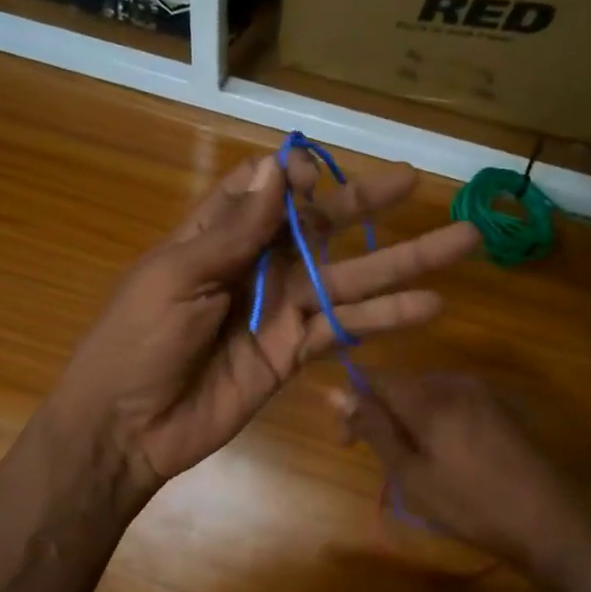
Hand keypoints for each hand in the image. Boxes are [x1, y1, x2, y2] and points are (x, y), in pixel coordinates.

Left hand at [48, 150, 480, 494]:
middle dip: (368, 204)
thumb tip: (280, 166)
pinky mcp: (295, 353)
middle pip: (322, 227)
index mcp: (219, 236)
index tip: (321, 177)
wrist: (127, 426)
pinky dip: (386, 319)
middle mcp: (257, 265)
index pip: (268, 189)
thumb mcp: (178, 276)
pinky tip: (430, 307)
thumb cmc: (138, 341)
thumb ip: (234, 228)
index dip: (298, 177)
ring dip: (402, 263)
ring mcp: (281, 310)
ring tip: (463, 243)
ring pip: (350, 278)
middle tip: (417, 181)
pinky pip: (346, 329)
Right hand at [332, 371, 590, 591]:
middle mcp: (455, 382)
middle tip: (382, 461)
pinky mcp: (502, 407)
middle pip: (403, 386)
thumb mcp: (412, 474)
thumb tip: (334, 393)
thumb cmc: (471, 504)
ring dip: (411, 421)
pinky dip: (438, 424)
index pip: (374, 379)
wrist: (551, 521)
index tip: (348, 442)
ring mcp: (484, 392)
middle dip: (383, 416)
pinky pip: (455, 404)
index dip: (354, 406)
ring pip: (429, 396)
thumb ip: (374, 429)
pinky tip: (448, 457)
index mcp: (429, 395)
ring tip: (413, 464)